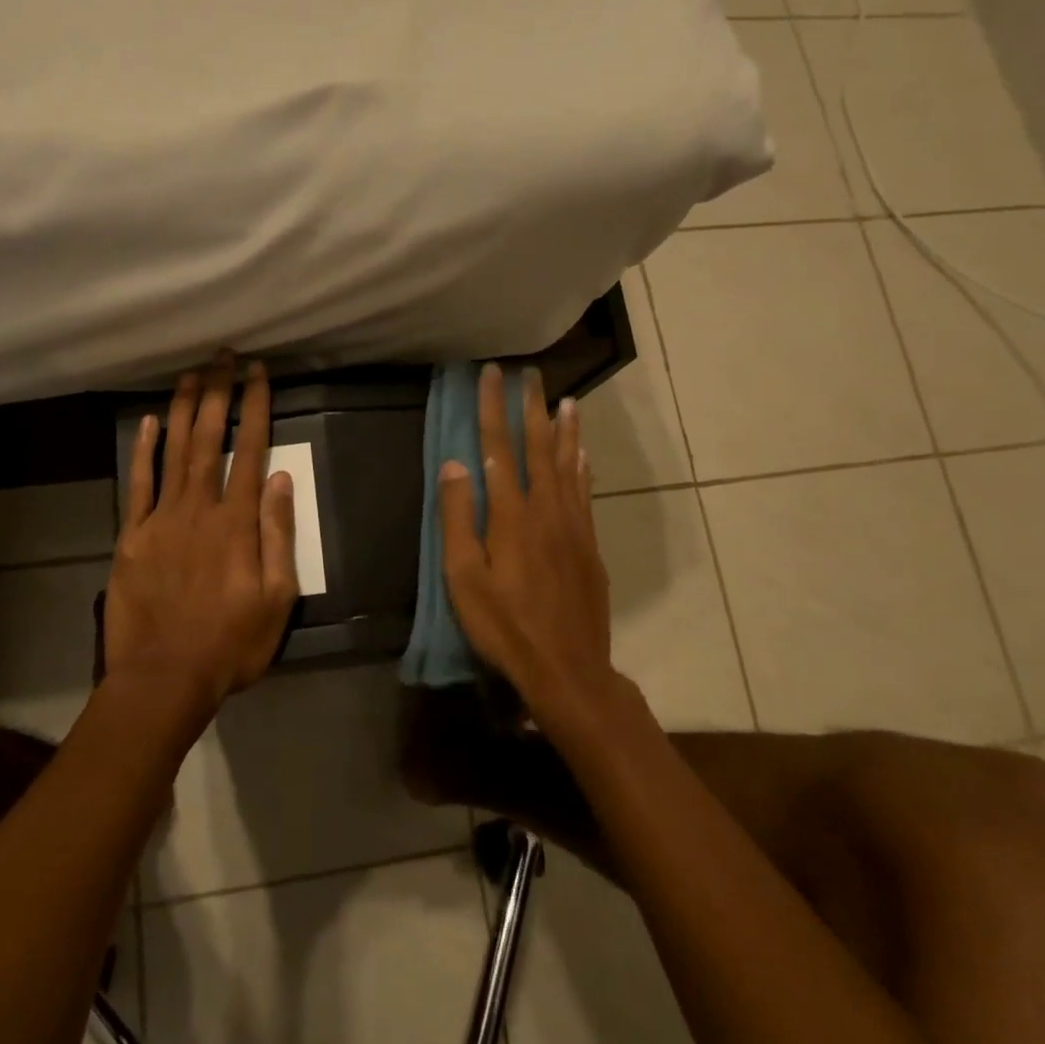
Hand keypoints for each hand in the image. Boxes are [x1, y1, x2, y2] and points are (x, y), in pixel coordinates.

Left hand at [102, 354, 299, 711]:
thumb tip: (283, 480)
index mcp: (238, 522)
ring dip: (183, 409)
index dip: (255, 408)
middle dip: (219, 393)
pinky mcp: (132, 537)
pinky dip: (143, 451)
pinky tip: (147, 423)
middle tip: (223, 356)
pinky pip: (139, 484)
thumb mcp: (277, 598)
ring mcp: (161, 520)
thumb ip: (279, 535)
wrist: (163, 677)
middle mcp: (200, 509)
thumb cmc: (231, 643)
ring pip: (174, 452)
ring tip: (191, 374)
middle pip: (209, 439)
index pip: (251, 450)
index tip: (258, 373)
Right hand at [439, 364, 616, 733]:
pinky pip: (585, 492)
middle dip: (531, 407)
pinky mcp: (589, 545)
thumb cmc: (504, 625)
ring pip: (569, 465)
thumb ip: (458, 518)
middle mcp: (547, 509)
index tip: (491, 375)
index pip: (499, 447)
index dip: (493, 408)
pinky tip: (583, 454)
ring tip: (566, 400)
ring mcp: (573, 526)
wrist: (567, 668)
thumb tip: (455, 464)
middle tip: (530, 375)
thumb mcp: (463, 577)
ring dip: (565, 430)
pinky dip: (582, 466)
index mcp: (512, 514)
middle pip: (538, 447)